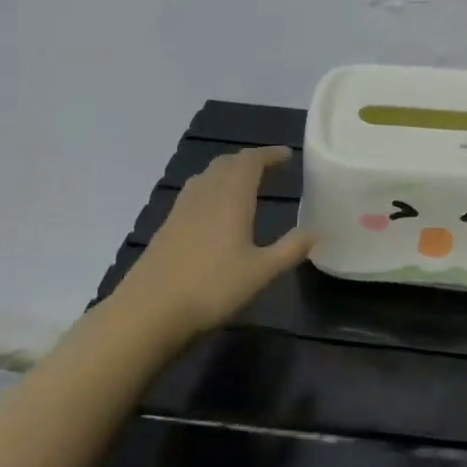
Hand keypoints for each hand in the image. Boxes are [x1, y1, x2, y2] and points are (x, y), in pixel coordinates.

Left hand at [112, 146, 312, 340]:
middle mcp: (204, 195)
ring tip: (245, 183)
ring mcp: (181, 210)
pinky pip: (193, 193)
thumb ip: (290, 249)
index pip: (250, 162)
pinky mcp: (167, 227)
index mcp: (230, 198)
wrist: (149, 312)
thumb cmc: (212, 288)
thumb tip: (316, 232)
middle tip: (269, 168)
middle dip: (249, 160)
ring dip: (228, 172)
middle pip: (226, 164)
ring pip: (206, 176)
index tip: (287, 155)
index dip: (269, 154)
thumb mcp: (262, 272)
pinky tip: (214, 210)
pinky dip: (211, 188)